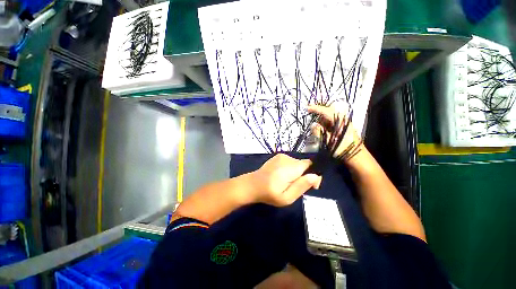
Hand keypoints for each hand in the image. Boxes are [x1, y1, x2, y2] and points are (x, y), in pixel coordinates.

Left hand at [250, 154, 321, 206]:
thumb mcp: (287, 197)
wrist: (253, 185)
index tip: (312, 187)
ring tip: (287, 183)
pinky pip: (290, 162)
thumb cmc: (269, 194)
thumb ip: (302, 186)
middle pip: (304, 165)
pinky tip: (282, 176)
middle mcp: (287, 158)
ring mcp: (281, 156)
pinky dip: (290, 169)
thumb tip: (315, 176)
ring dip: (297, 173)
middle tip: (295, 187)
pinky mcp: (278, 156)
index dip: (314, 174)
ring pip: (297, 164)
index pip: (311, 164)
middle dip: (304, 176)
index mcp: (291, 167)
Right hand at [307, 105, 362, 161]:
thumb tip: (313, 125)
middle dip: (318, 118)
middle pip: (327, 113)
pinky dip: (325, 126)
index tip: (307, 108)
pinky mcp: (342, 127)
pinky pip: (331, 123)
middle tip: (312, 125)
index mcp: (340, 121)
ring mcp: (342, 123)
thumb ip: (320, 132)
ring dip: (322, 123)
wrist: (356, 156)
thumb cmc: (343, 149)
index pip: (326, 111)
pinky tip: (324, 133)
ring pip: (328, 119)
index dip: (315, 109)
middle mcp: (342, 120)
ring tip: (319, 133)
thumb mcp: (329, 141)